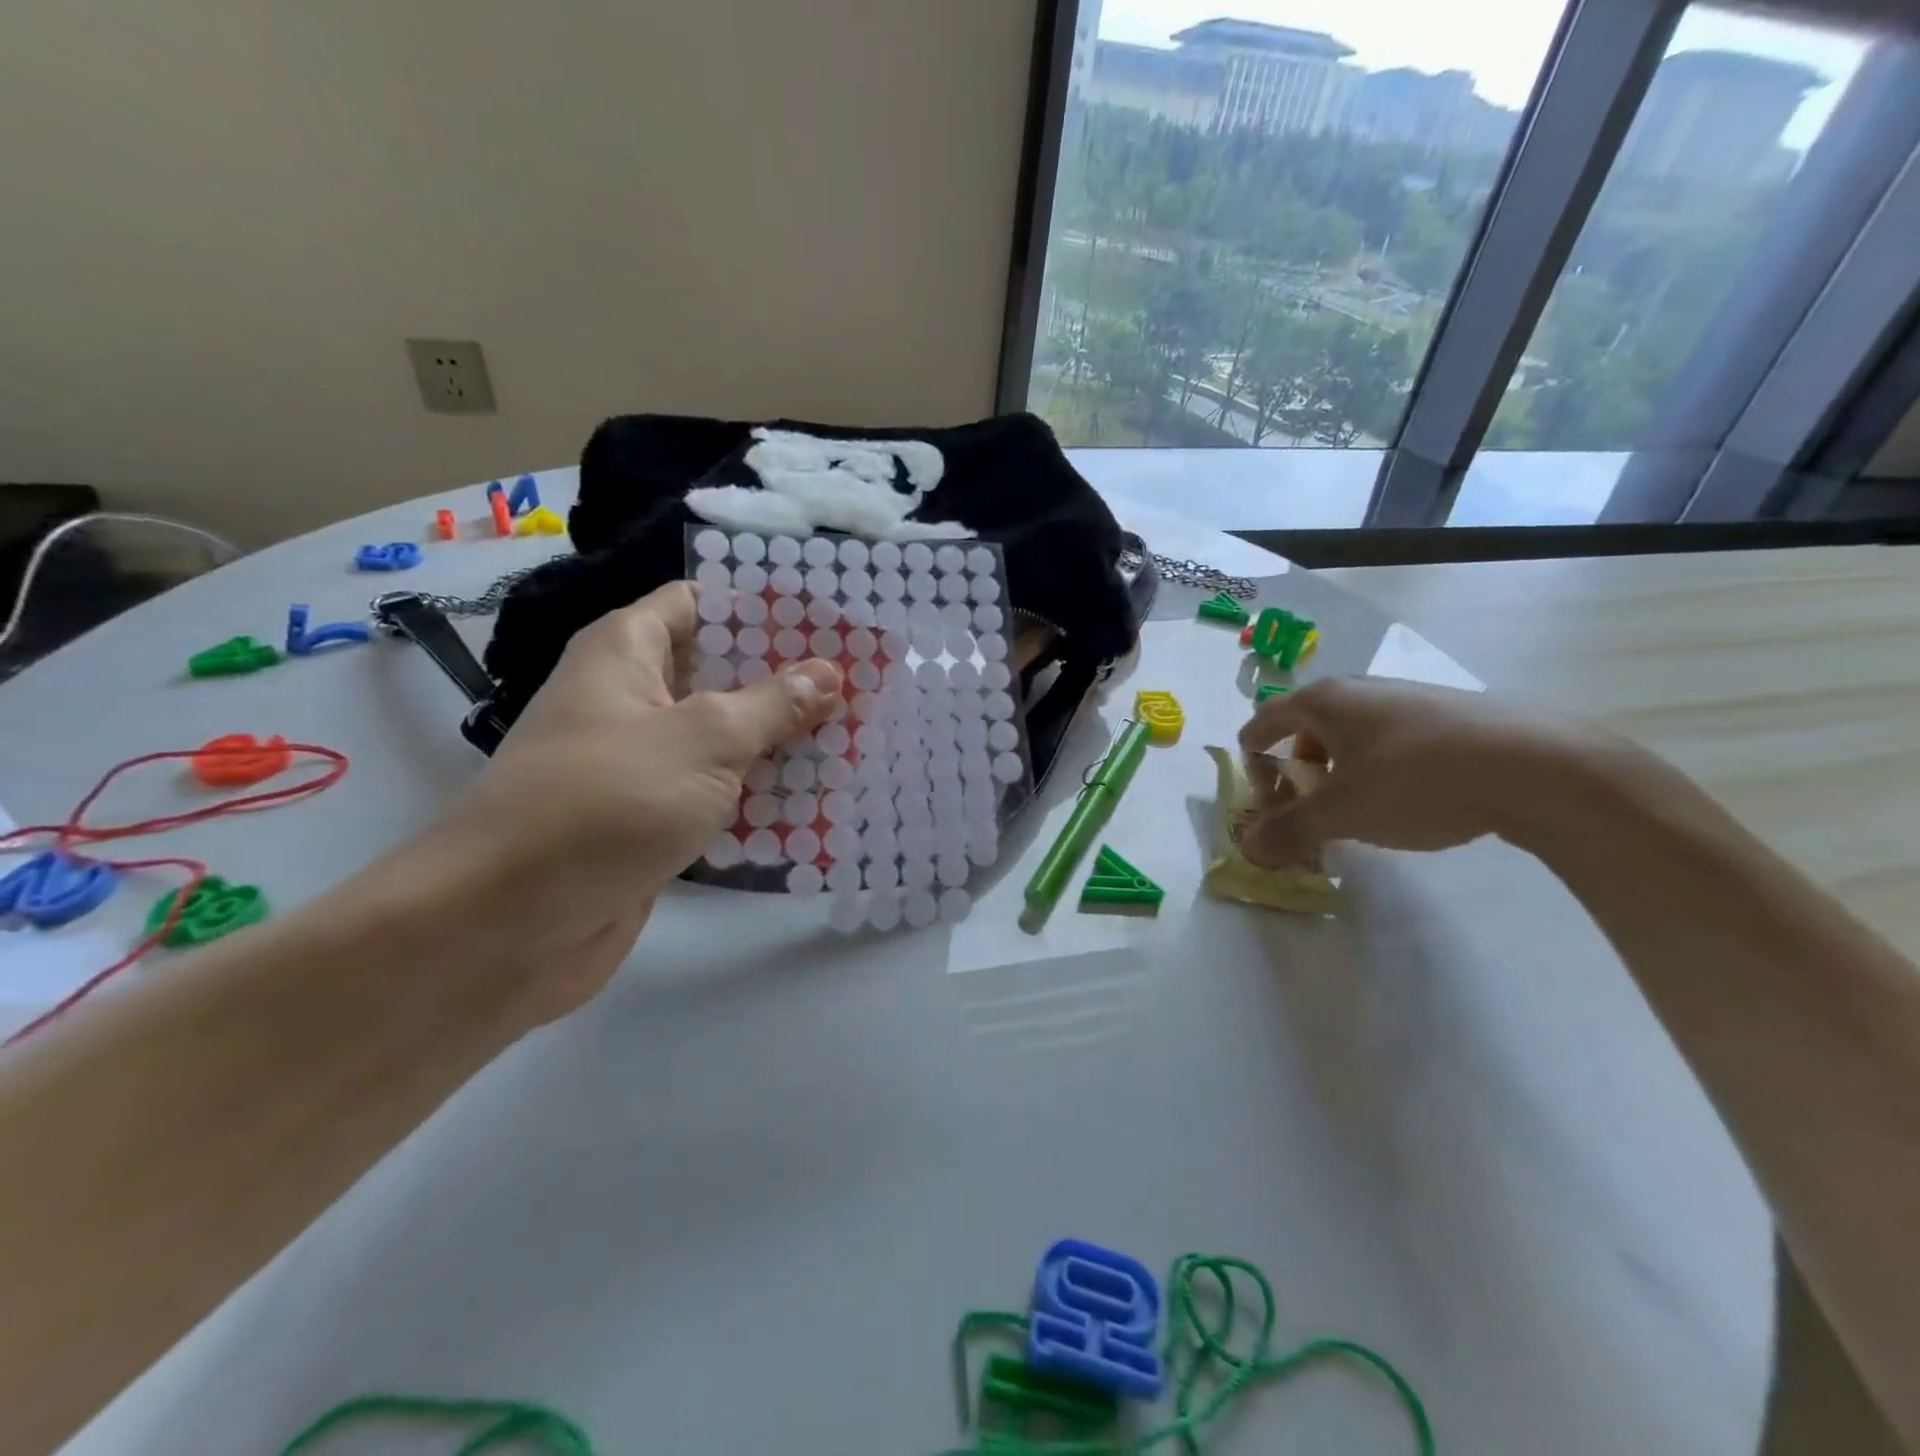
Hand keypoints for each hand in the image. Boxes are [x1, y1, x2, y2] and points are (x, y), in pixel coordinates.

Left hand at [431, 582, 843, 1019]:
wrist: (509, 926)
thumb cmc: (606, 802)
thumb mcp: (705, 739)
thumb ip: (772, 704)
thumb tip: (828, 673)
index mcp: (628, 653)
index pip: (700, 604)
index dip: (761, 608)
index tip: (828, 622)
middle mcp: (632, 700)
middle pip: (721, 675)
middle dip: (787, 682)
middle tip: (859, 686)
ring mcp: (641, 765)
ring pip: (724, 741)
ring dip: (781, 745)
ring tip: (856, 741)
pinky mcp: (652, 821)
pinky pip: (716, 796)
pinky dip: (759, 799)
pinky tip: (820, 804)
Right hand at [1235, 677, 1607, 867]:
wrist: (1536, 765)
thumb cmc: (1415, 780)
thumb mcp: (1342, 813)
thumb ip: (1290, 830)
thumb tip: (1248, 847)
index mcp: (1324, 702)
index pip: (1265, 721)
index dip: (1252, 757)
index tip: (1255, 791)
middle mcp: (1361, 691)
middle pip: (1308, 730)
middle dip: (1297, 772)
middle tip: (1303, 810)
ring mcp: (1409, 700)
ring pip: (1353, 738)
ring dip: (1339, 774)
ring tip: (1355, 813)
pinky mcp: (1451, 718)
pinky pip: (1392, 744)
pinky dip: (1379, 772)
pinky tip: (1406, 804)